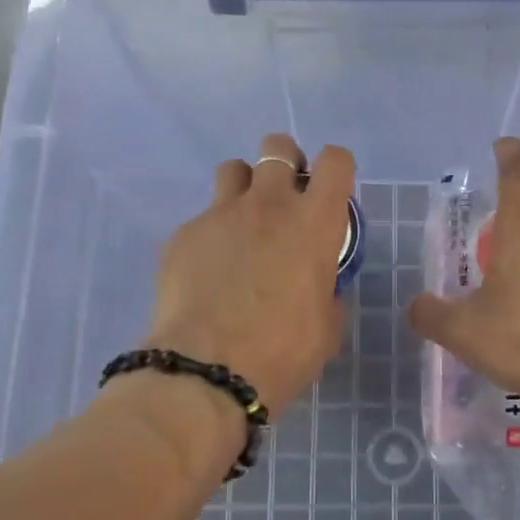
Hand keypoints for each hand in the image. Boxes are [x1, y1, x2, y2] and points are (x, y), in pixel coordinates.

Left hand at [144, 134, 353, 414]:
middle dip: (285, 162)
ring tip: (243, 224)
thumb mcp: (327, 326)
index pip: (336, 162)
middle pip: (277, 147)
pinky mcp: (184, 234)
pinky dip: (212, 234)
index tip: (330, 191)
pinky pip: (203, 218)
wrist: (206, 371)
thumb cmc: (282, 352)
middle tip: (285, 197)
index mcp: (314, 223)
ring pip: (233, 169)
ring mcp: (221, 214)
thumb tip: (317, 286)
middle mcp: (269, 205)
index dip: (336, 168)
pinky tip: (209, 270)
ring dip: (244, 188)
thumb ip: (327, 292)